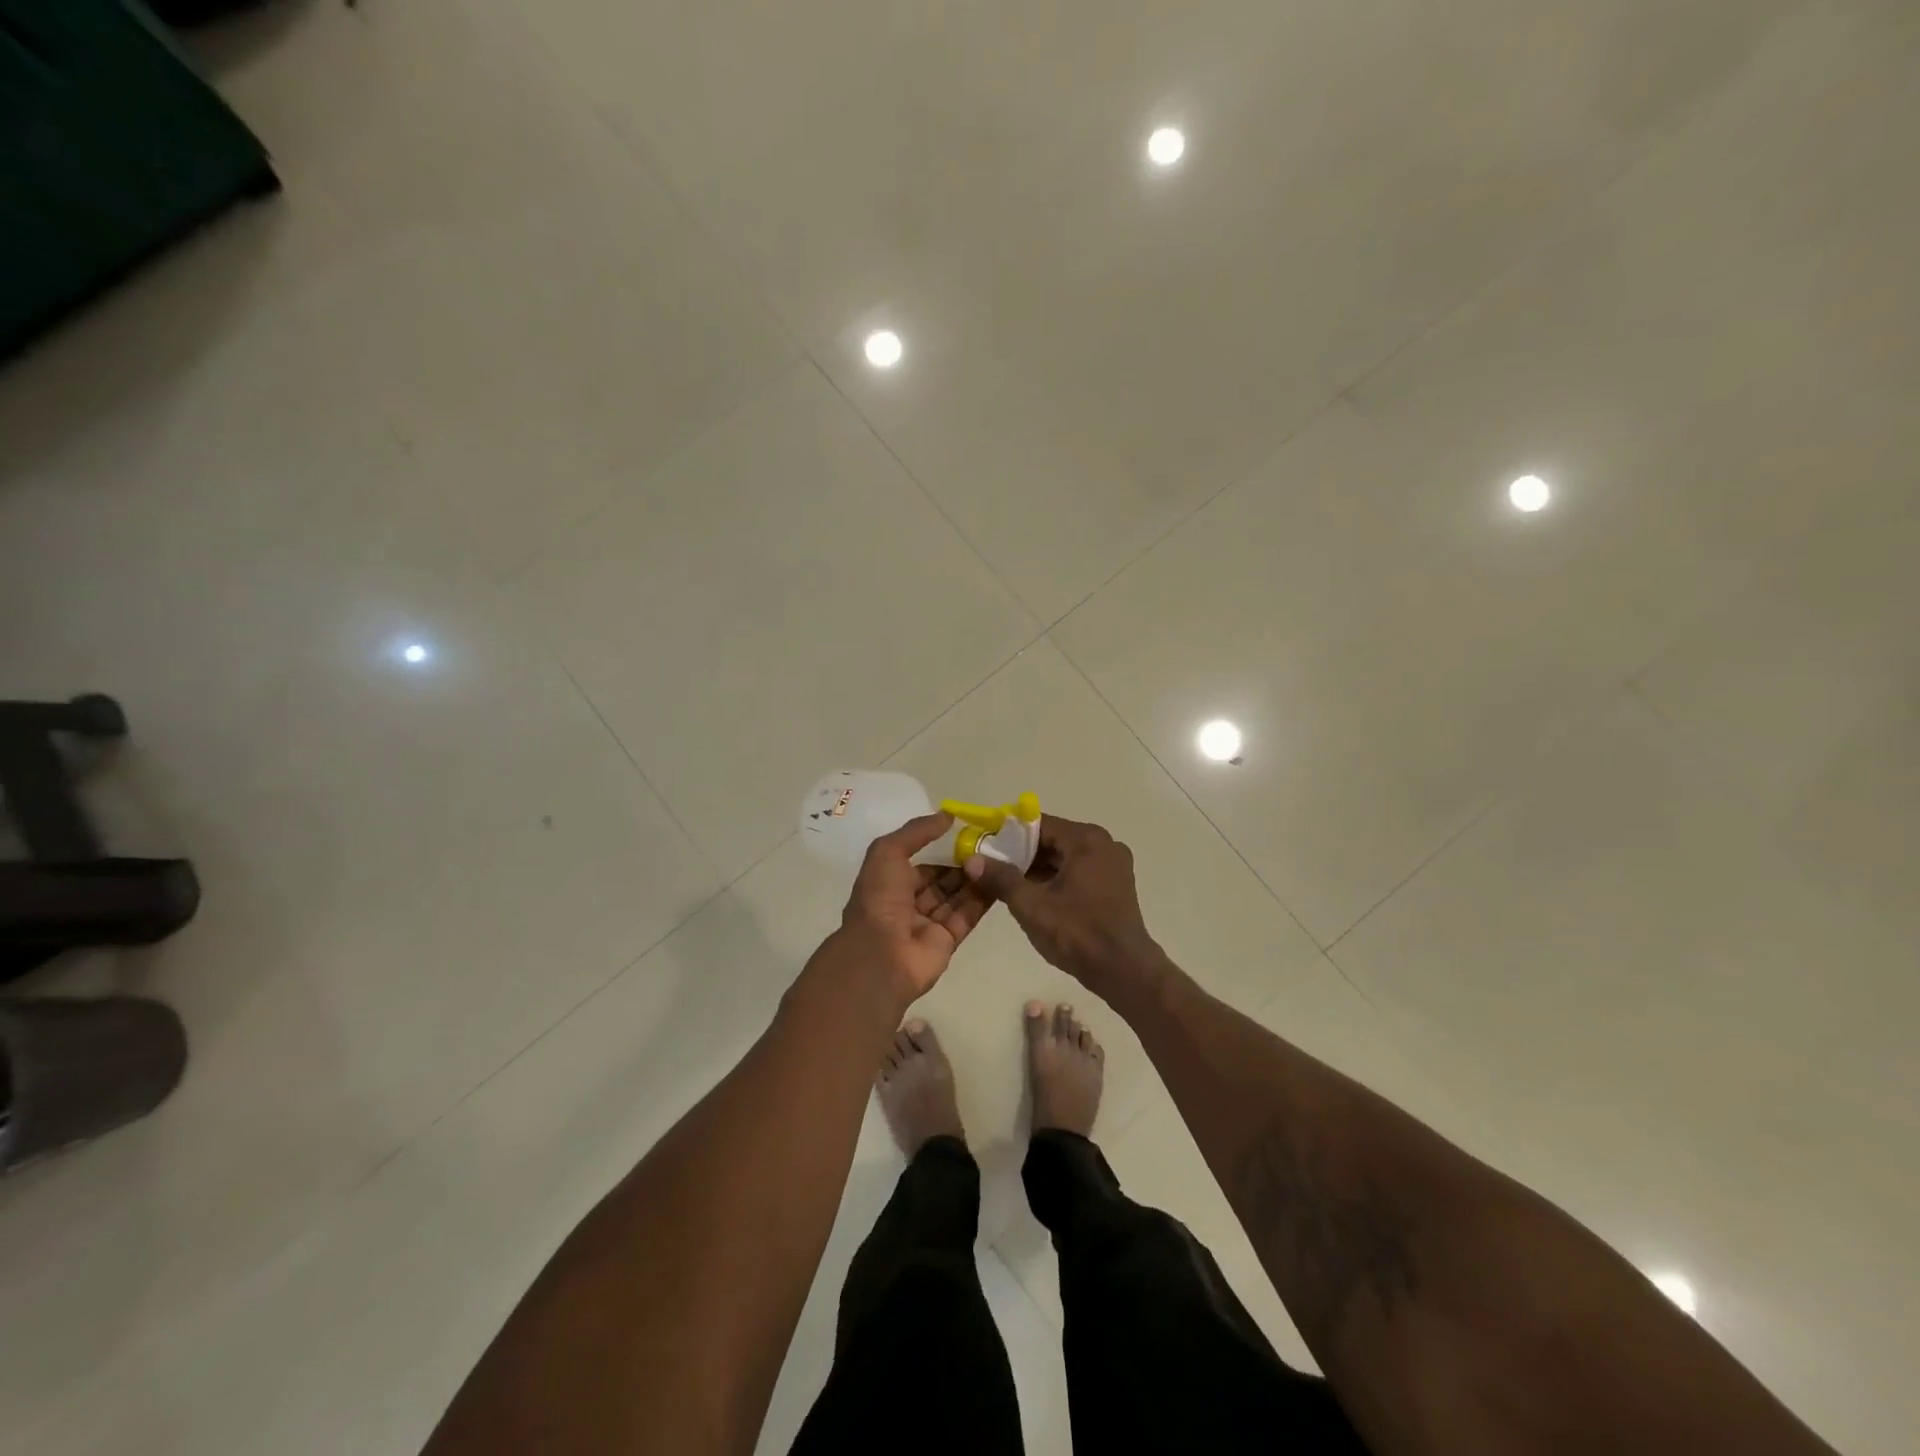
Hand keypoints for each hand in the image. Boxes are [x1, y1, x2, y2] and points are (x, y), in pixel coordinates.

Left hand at [826, 812, 993, 1008]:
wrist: (881, 955)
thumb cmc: (880, 898)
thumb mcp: (888, 852)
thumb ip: (917, 831)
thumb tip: (947, 815)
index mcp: (889, 882)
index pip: (921, 861)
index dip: (942, 847)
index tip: (968, 832)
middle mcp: (908, 902)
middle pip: (941, 879)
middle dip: (962, 862)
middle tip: (991, 844)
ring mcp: (928, 923)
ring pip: (957, 896)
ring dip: (975, 877)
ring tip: (1000, 857)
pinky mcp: (948, 941)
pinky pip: (968, 915)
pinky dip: (983, 898)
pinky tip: (1001, 879)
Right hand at [964, 814, 1161, 989]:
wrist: (1124, 971)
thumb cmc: (1077, 933)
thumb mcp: (1031, 905)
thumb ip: (1001, 878)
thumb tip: (973, 859)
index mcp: (1086, 839)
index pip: (1038, 824)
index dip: (1008, 836)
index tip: (986, 849)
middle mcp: (1104, 843)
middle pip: (1053, 839)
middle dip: (1022, 854)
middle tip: (994, 870)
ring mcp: (1114, 864)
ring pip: (1066, 856)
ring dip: (1039, 869)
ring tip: (1010, 886)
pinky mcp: (1117, 883)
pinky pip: (1080, 870)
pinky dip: (1058, 878)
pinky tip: (1037, 897)